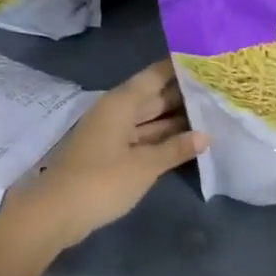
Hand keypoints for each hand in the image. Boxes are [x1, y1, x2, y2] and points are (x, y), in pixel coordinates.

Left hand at [10, 60, 206, 250]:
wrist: (56, 214)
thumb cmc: (102, 181)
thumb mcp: (145, 166)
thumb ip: (176, 148)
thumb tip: (206, 135)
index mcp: (121, 103)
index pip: (155, 76)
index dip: (179, 67)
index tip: (208, 61)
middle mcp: (116, 111)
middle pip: (154, 97)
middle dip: (183, 95)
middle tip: (218, 91)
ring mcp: (112, 133)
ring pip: (149, 119)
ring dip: (176, 119)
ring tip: (212, 114)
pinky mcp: (110, 154)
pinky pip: (142, 137)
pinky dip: (162, 138)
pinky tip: (187, 141)